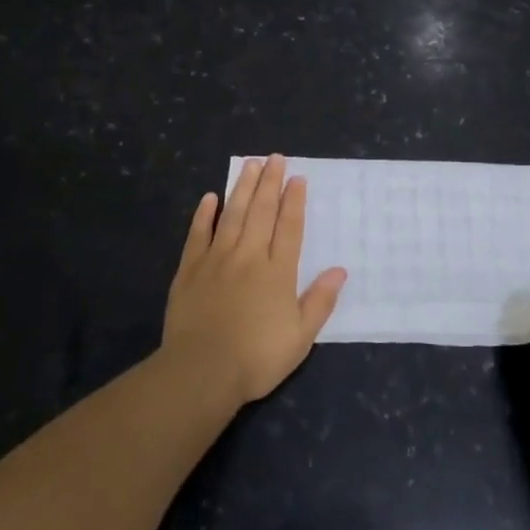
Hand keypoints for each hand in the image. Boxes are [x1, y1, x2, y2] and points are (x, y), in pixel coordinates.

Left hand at [161, 155, 346, 405]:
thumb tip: (339, 270)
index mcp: (277, 272)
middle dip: (269, 183)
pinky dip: (204, 214)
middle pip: (261, 212)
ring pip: (232, 215)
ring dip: (242, 188)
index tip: (297, 178)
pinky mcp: (190, 270)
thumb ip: (320, 301)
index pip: (289, 227)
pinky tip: (210, 197)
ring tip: (250, 164)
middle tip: (275, 158)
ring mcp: (216, 260)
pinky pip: (198, 234)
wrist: (201, 371)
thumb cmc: (256, 358)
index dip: (294, 201)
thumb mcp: (300, 337)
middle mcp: (249, 257)